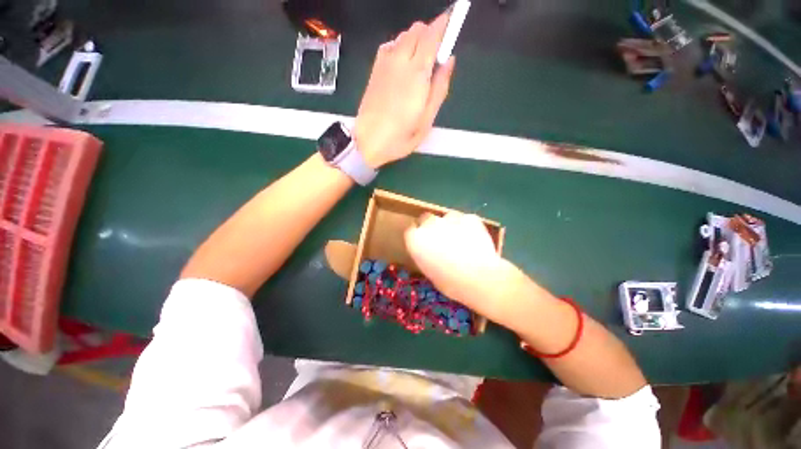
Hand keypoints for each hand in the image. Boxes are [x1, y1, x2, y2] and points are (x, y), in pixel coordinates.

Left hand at [355, 13, 455, 168]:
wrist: (368, 142)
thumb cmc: (400, 137)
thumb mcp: (427, 120)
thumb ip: (440, 88)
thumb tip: (449, 61)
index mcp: (417, 74)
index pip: (432, 35)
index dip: (444, 24)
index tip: (452, 21)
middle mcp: (400, 61)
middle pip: (417, 29)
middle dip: (430, 33)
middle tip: (435, 55)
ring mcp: (384, 64)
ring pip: (403, 35)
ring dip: (415, 40)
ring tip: (419, 63)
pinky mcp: (374, 70)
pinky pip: (390, 45)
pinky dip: (400, 46)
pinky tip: (402, 65)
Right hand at [405, 212, 510, 320]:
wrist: (479, 278)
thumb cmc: (450, 282)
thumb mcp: (429, 271)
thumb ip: (426, 255)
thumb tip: (432, 252)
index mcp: (415, 239)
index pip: (411, 230)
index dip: (418, 236)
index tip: (425, 243)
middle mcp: (429, 224)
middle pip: (426, 218)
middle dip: (431, 226)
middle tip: (441, 239)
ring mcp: (450, 218)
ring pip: (447, 217)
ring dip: (450, 225)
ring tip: (461, 239)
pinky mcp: (470, 218)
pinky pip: (466, 220)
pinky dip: (468, 227)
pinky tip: (475, 239)